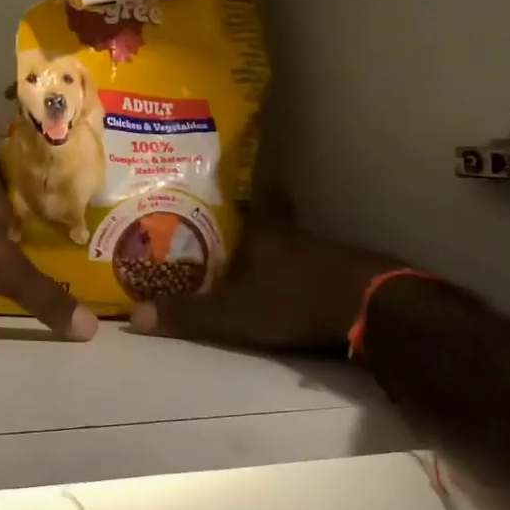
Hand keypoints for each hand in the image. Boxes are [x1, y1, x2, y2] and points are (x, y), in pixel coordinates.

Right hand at [128, 195, 398, 352]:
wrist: (375, 310)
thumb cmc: (296, 302)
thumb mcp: (234, 314)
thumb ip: (189, 315)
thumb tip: (133, 316)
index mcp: (264, 233)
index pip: (252, 199)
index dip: (241, 194)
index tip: (226, 193)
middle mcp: (294, 234)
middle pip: (269, 224)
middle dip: (250, 232)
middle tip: (226, 242)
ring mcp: (327, 252)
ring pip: (292, 247)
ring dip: (276, 257)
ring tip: (253, 272)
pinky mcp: (350, 273)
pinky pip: (316, 268)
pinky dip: (302, 277)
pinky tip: (294, 294)